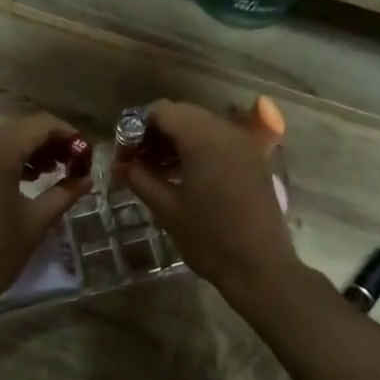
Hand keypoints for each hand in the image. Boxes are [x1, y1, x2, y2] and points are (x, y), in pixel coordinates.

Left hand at [0, 114, 90, 324]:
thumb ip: (64, 193)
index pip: (41, 125)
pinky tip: (15, 182)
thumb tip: (87, 180)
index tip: (85, 155)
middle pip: (17, 129)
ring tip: (46, 174)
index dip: (68, 135)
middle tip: (69, 166)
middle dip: (46, 143)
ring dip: (23, 150)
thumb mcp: (36, 222)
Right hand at [117, 101, 306, 307]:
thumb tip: (119, 165)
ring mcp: (244, 144)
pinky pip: (219, 140)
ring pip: (201, 126)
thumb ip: (140, 179)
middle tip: (136, 162)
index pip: (162, 111)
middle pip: (182, 114)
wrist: (261, 268)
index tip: (124, 153)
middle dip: (155, 133)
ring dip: (176, 140)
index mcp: (203, 138)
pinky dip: (197, 148)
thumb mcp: (167, 209)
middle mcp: (227, 131)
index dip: (136, 127)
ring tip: (155, 170)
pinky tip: (182, 175)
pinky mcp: (254, 159)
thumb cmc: (210, 239)